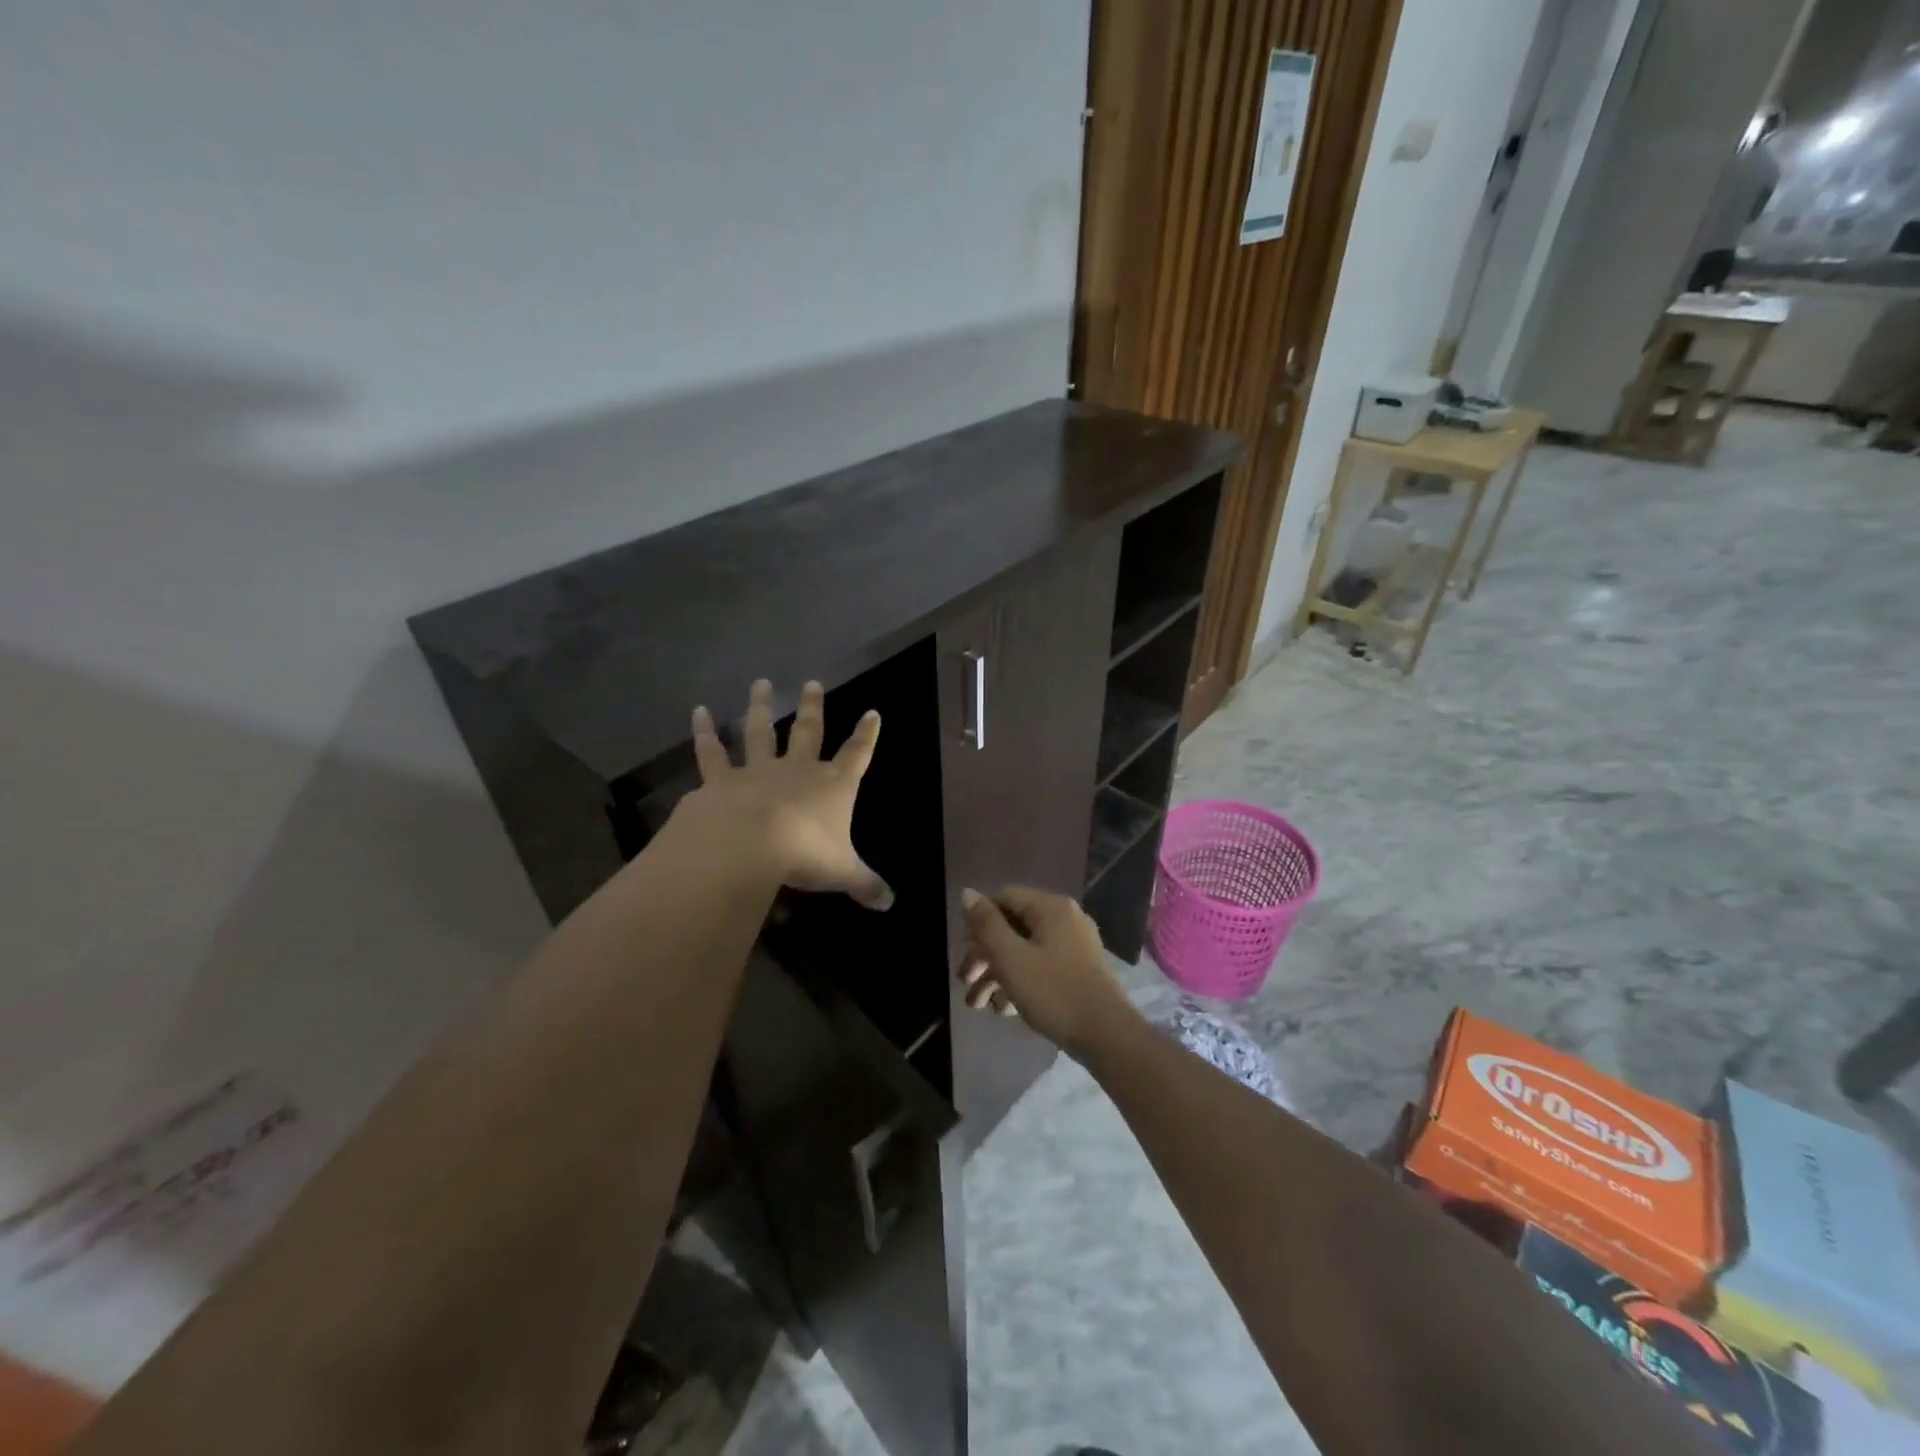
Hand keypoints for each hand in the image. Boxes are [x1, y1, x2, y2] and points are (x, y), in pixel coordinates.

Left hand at [683, 679, 892, 908]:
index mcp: (832, 786)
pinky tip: (698, 712)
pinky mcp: (722, 780)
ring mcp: (758, 771)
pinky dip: (704, 732)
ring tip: (760, 683)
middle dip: (813, 707)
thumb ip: (866, 884)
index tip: (872, 712)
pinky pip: (712, 753)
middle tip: (812, 682)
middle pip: (808, 731)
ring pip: (761, 731)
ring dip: (761, 706)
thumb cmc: (805, 854)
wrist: (749, 845)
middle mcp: (797, 770)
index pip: (857, 755)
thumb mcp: (842, 872)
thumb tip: (891, 903)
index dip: (867, 735)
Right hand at [958, 886, 1138, 1053]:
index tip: (964, 952)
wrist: (1107, 1036)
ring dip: (998, 974)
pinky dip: (1021, 983)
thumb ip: (986, 924)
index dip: (979, 922)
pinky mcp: (1080, 972)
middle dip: (984, 955)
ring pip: (1025, 951)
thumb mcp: (1011, 958)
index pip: (1004, 899)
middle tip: (964, 982)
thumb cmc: (1054, 991)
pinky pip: (1042, 968)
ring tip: (978, 1005)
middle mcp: (1065, 919)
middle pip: (1013, 927)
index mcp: (1051, 908)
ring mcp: (1075, 946)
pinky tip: (1004, 1010)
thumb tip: (967, 892)